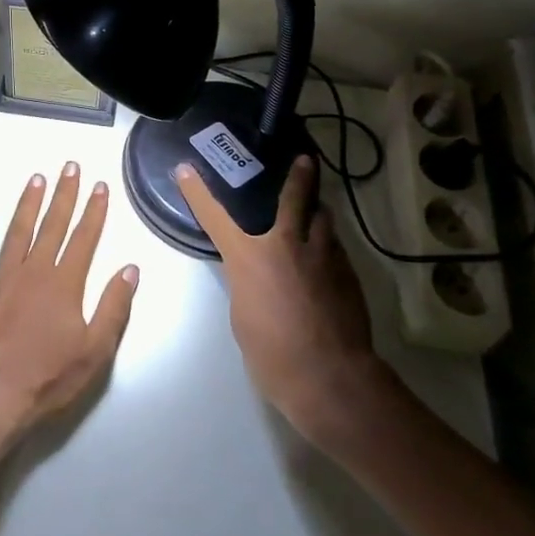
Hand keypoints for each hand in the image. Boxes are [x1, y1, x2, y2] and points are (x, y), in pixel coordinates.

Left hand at [0, 162, 138, 434]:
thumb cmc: (46, 378)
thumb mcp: (95, 351)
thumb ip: (113, 307)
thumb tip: (129, 269)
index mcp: (65, 283)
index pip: (84, 237)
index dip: (94, 211)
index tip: (100, 187)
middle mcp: (34, 269)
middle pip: (53, 224)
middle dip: (64, 194)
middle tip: (70, 167)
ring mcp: (1, 275)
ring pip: (18, 229)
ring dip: (29, 202)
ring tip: (37, 179)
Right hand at [175, 155, 393, 447]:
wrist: (329, 376)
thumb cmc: (273, 353)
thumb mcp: (243, 315)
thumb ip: (249, 282)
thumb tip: (260, 272)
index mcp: (250, 257)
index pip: (215, 217)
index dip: (198, 192)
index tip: (186, 169)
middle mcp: (287, 244)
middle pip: (296, 197)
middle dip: (299, 176)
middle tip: (304, 160)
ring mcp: (323, 255)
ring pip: (323, 219)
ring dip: (317, 212)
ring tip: (317, 210)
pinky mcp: (348, 272)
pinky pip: (335, 247)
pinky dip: (327, 245)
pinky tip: (327, 257)